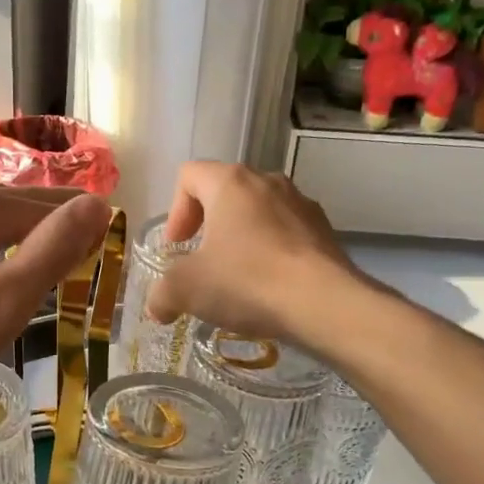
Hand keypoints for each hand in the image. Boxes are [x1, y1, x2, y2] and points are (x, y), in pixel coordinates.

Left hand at [0, 178, 111, 428]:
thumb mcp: (4, 303)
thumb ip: (53, 249)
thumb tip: (97, 203)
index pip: (48, 205)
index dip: (79, 229)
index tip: (100, 255)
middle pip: (12, 203)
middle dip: (46, 227)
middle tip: (72, 262)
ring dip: (11, 234)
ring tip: (30, 267)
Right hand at [144, 162, 355, 342]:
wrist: (324, 304)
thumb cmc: (246, 281)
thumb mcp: (186, 290)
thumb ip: (161, 295)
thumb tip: (158, 308)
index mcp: (230, 182)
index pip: (189, 175)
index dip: (175, 211)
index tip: (178, 247)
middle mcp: (267, 182)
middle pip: (225, 192)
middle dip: (208, 226)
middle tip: (201, 262)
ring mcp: (301, 204)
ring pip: (258, 213)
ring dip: (240, 239)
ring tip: (236, 278)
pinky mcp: (325, 231)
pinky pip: (286, 234)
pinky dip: (270, 253)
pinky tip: (268, 288)